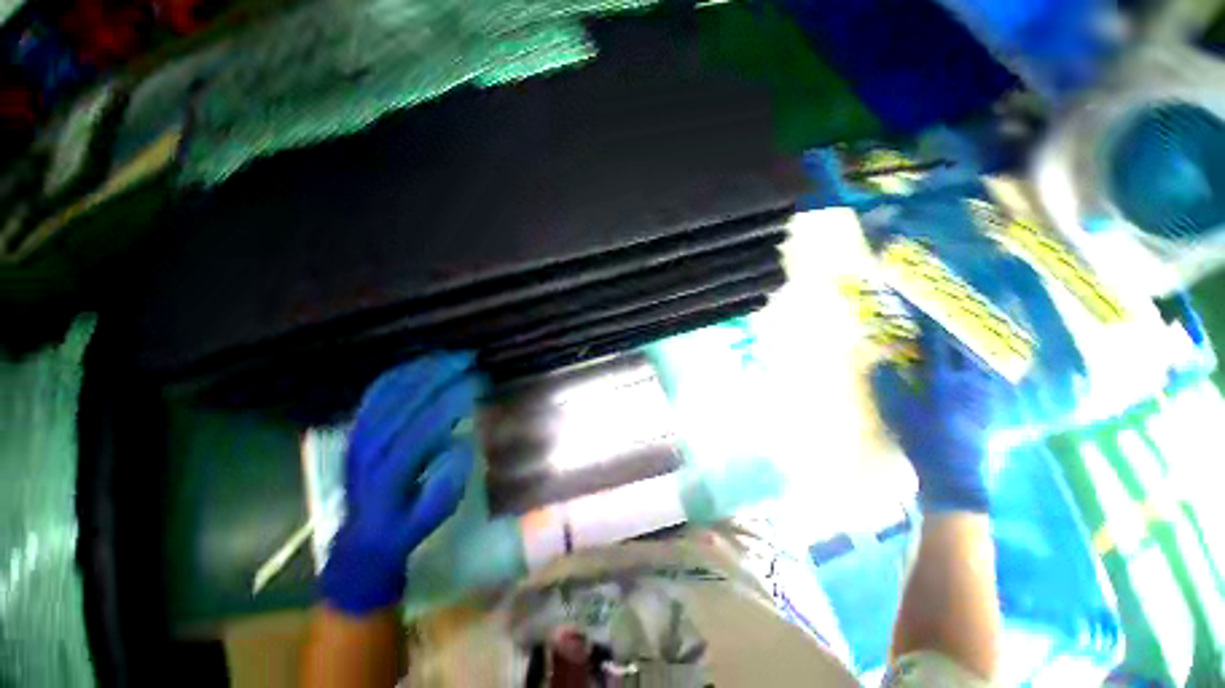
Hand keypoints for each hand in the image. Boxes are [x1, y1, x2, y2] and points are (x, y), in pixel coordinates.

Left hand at [319, 353, 479, 614]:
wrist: (362, 536)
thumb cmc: (406, 525)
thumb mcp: (434, 514)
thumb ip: (448, 482)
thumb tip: (463, 443)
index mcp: (391, 471)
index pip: (424, 423)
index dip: (453, 398)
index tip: (479, 380)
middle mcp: (371, 446)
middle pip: (406, 398)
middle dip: (441, 372)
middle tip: (470, 357)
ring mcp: (360, 434)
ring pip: (389, 390)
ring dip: (422, 367)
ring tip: (451, 354)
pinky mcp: (357, 428)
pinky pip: (376, 391)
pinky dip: (399, 372)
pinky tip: (420, 363)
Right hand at [870, 327, 1004, 512]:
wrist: (953, 472)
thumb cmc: (920, 439)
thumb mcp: (895, 411)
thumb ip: (887, 383)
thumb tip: (882, 362)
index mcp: (943, 380)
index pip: (936, 344)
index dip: (928, 325)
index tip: (921, 311)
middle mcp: (968, 382)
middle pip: (966, 347)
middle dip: (954, 331)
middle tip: (945, 322)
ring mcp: (984, 395)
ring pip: (983, 361)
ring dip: (972, 348)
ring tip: (964, 342)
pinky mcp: (992, 408)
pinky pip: (993, 379)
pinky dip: (985, 368)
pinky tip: (979, 369)